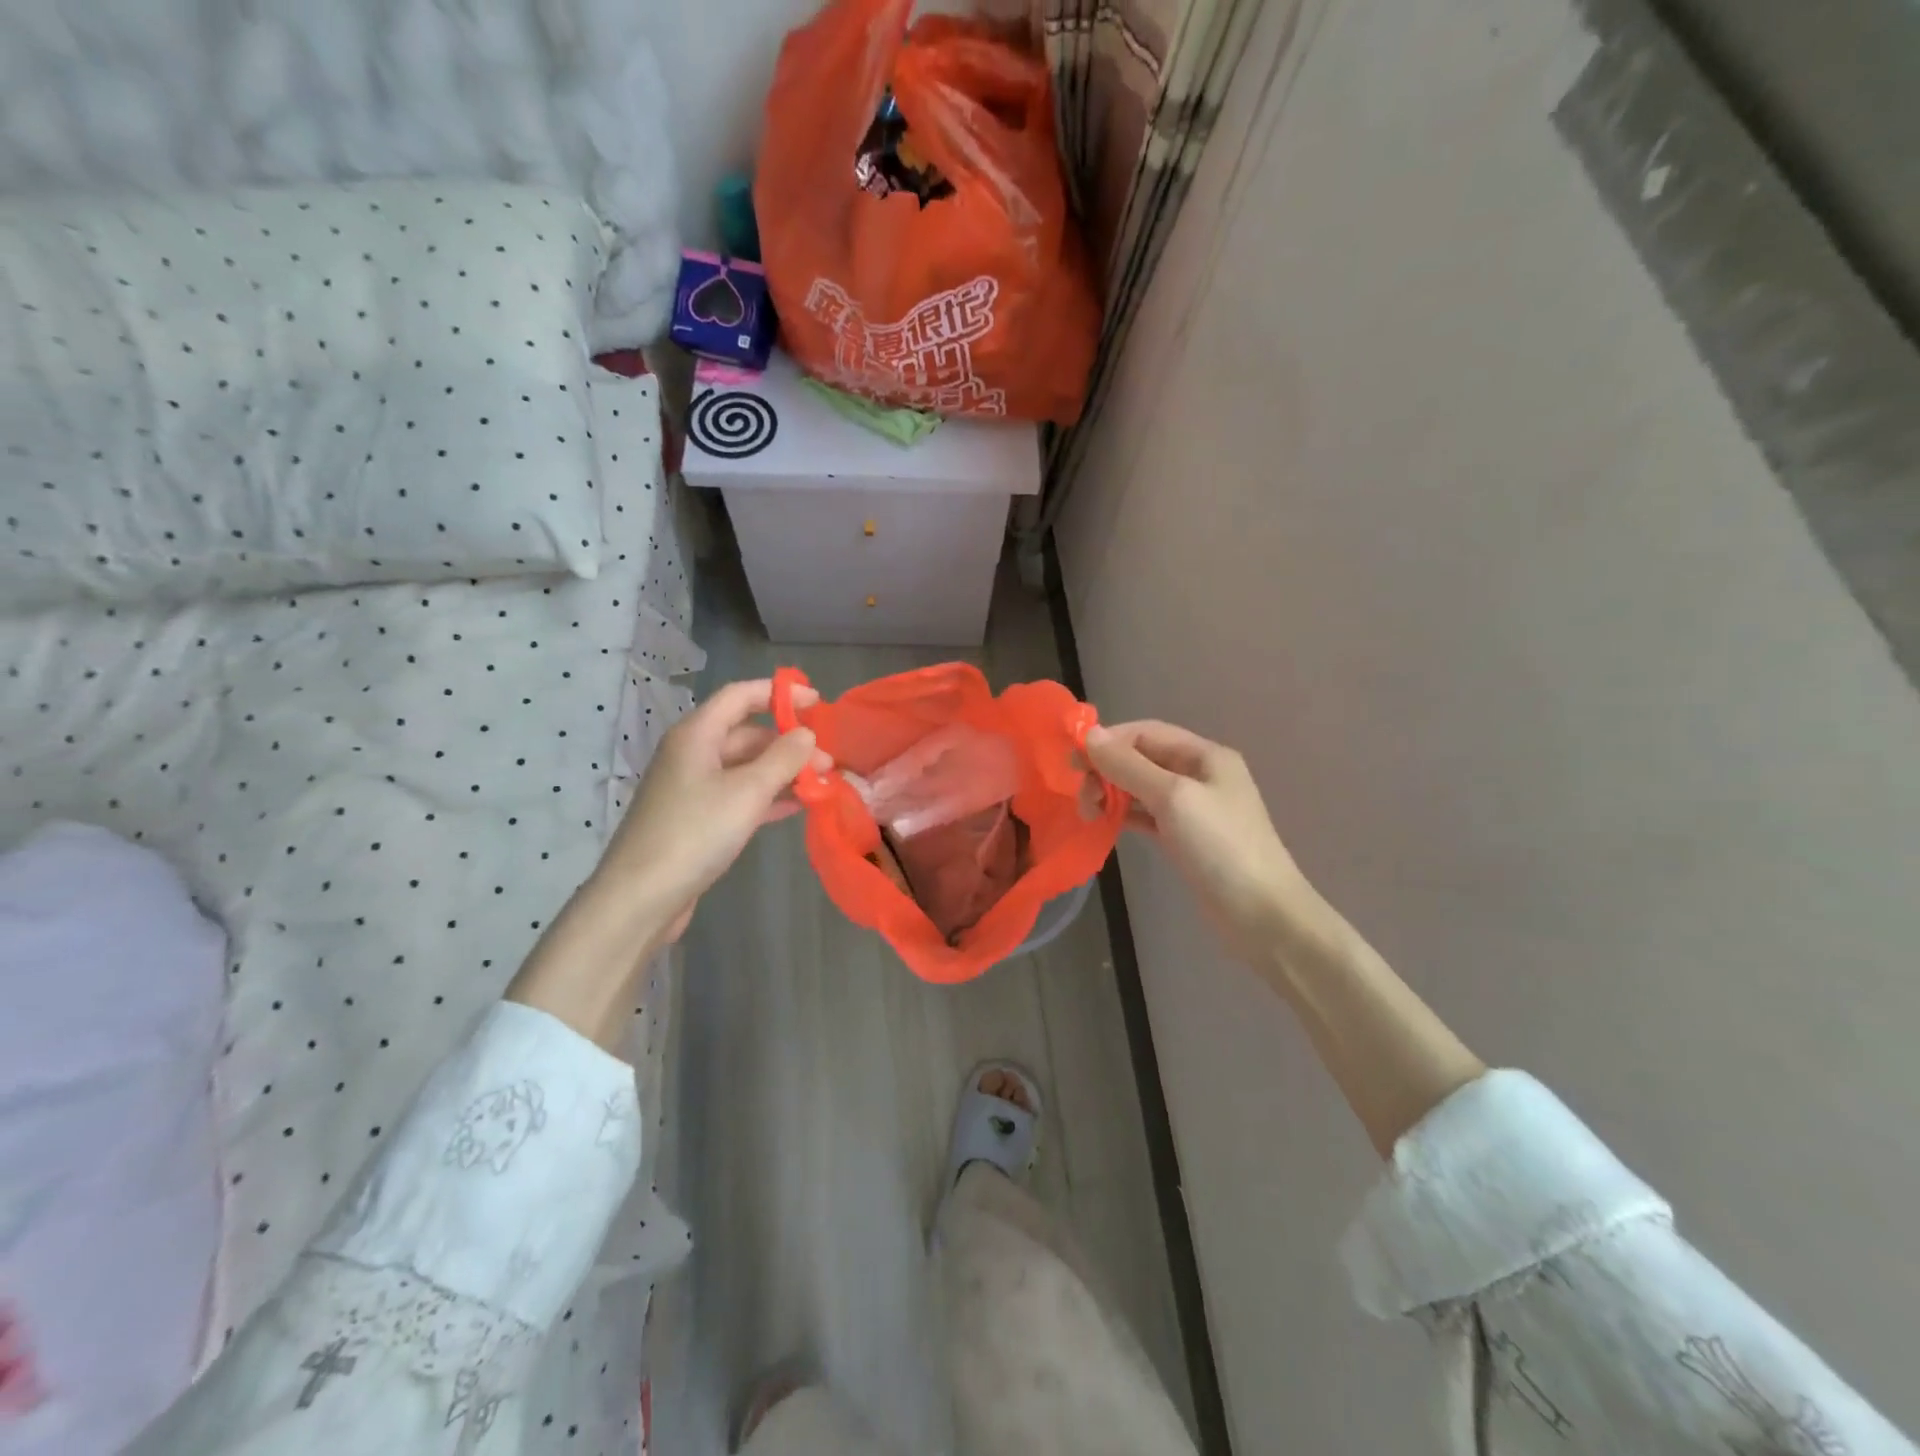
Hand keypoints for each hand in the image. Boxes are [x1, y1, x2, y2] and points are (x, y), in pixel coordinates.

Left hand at [596, 677, 828, 942]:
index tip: (818, 703)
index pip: (741, 696)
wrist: (641, 897)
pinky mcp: (697, 819)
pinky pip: (739, 795)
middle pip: (746, 734)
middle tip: (829, 762)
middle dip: (789, 743)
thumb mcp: (747, 791)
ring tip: (822, 784)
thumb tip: (807, 733)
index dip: (779, 694)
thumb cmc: (695, 833)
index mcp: (697, 735)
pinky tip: (796, 806)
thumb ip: (783, 758)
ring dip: (783, 772)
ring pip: (746, 768)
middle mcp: (692, 754)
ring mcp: (693, 788)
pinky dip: (768, 796)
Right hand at [1086, 721, 1323, 958]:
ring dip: (1112, 792)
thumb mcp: (1173, 797)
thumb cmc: (1220, 846)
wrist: (1261, 915)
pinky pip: (1147, 814)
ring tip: (1088, 812)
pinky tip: (1105, 823)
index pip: (1146, 732)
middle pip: (1142, 758)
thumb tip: (1090, 735)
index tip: (1074, 762)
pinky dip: (1124, 814)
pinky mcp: (1185, 837)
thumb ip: (1129, 766)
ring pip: (1141, 787)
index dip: (1109, 741)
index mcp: (1205, 755)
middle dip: (1108, 769)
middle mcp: (1200, 775)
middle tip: (1081, 795)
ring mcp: (1194, 808)